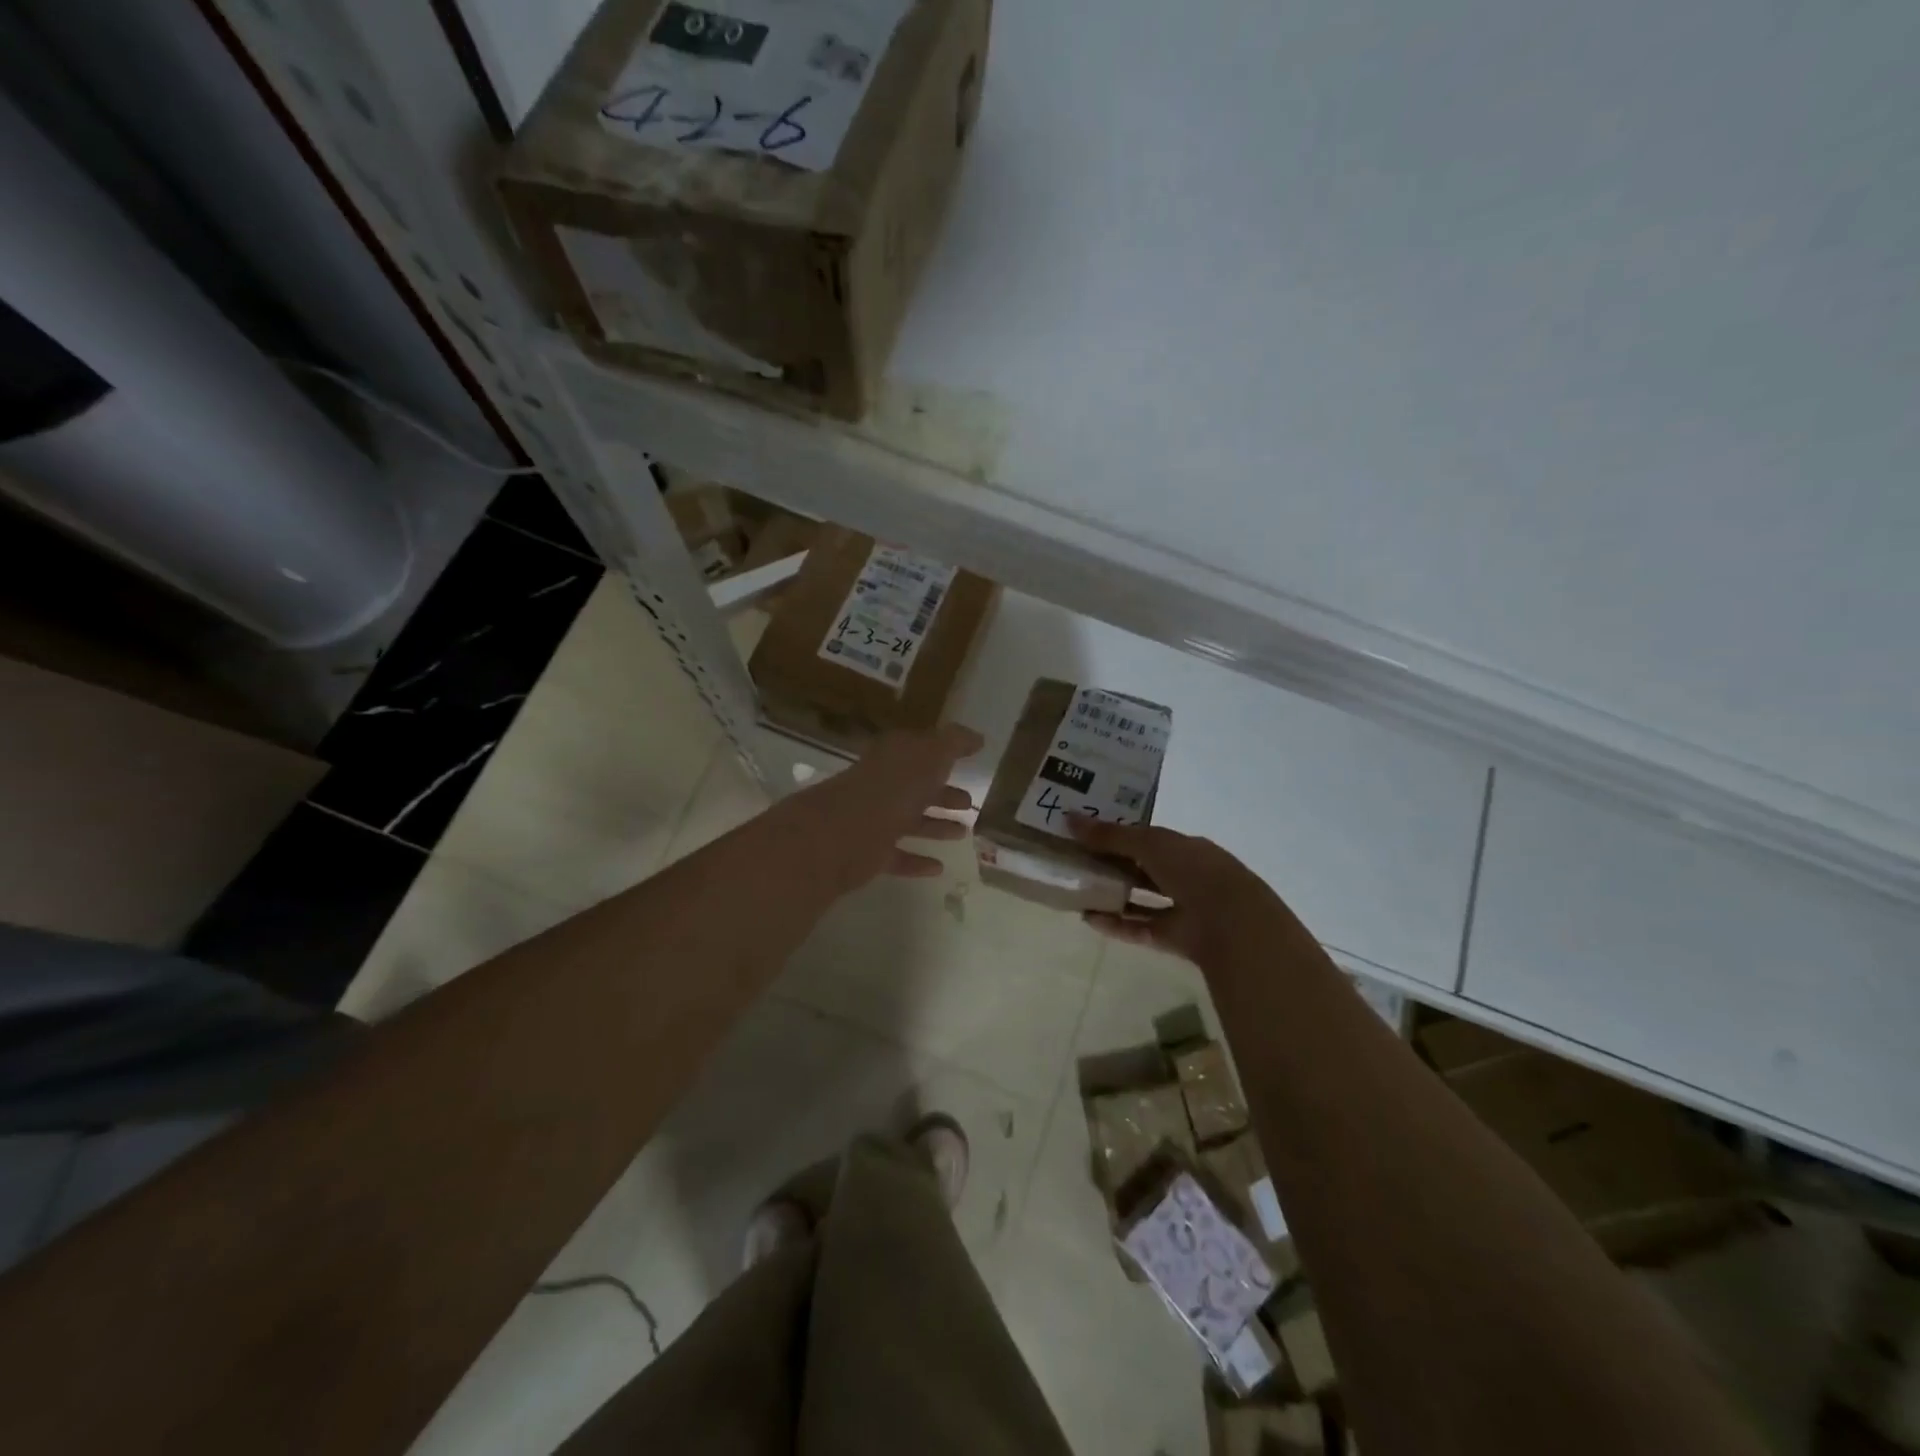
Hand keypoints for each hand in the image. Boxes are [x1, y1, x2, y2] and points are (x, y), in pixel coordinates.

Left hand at [791, 724, 983, 890]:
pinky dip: (918, 861)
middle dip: (942, 792)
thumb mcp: (930, 756)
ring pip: (909, 820)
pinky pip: (898, 855)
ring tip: (963, 833)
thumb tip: (975, 737)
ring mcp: (873, 819)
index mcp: (894, 757)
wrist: (843, 833)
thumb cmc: (892, 788)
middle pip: (916, 786)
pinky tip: (939, 867)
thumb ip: (953, 744)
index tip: (967, 757)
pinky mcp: (869, 852)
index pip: (920, 749)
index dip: (943, 751)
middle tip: (968, 802)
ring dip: (935, 825)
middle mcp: (882, 785)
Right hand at [1067, 818, 1290, 967]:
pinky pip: (1140, 928)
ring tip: (1079, 890)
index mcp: (1185, 847)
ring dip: (1113, 895)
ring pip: (1141, 899)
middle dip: (1113, 865)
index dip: (1118, 835)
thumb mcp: (1148, 843)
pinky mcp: (1174, 938)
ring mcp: (1182, 908)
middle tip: (1076, 861)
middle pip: (1143, 868)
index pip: (1148, 838)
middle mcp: (1185, 875)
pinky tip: (1089, 919)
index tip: (1086, 834)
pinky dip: (1116, 924)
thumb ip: (1110, 834)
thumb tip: (1068, 818)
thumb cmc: (1192, 870)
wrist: (1231, 922)